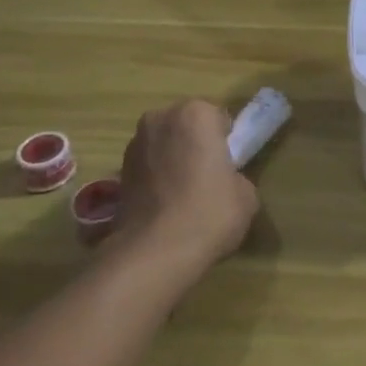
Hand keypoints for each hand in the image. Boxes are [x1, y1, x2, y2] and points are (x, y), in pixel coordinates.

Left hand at [112, 100, 258, 273]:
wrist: (155, 252)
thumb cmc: (210, 212)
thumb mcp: (246, 194)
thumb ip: (236, 175)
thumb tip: (224, 182)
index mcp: (196, 113)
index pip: (219, 119)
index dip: (226, 143)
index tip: (228, 167)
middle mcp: (161, 118)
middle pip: (188, 126)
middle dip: (196, 145)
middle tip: (208, 179)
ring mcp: (135, 143)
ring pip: (165, 145)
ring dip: (173, 160)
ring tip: (183, 196)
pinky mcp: (118, 170)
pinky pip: (148, 166)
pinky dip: (156, 178)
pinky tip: (165, 206)